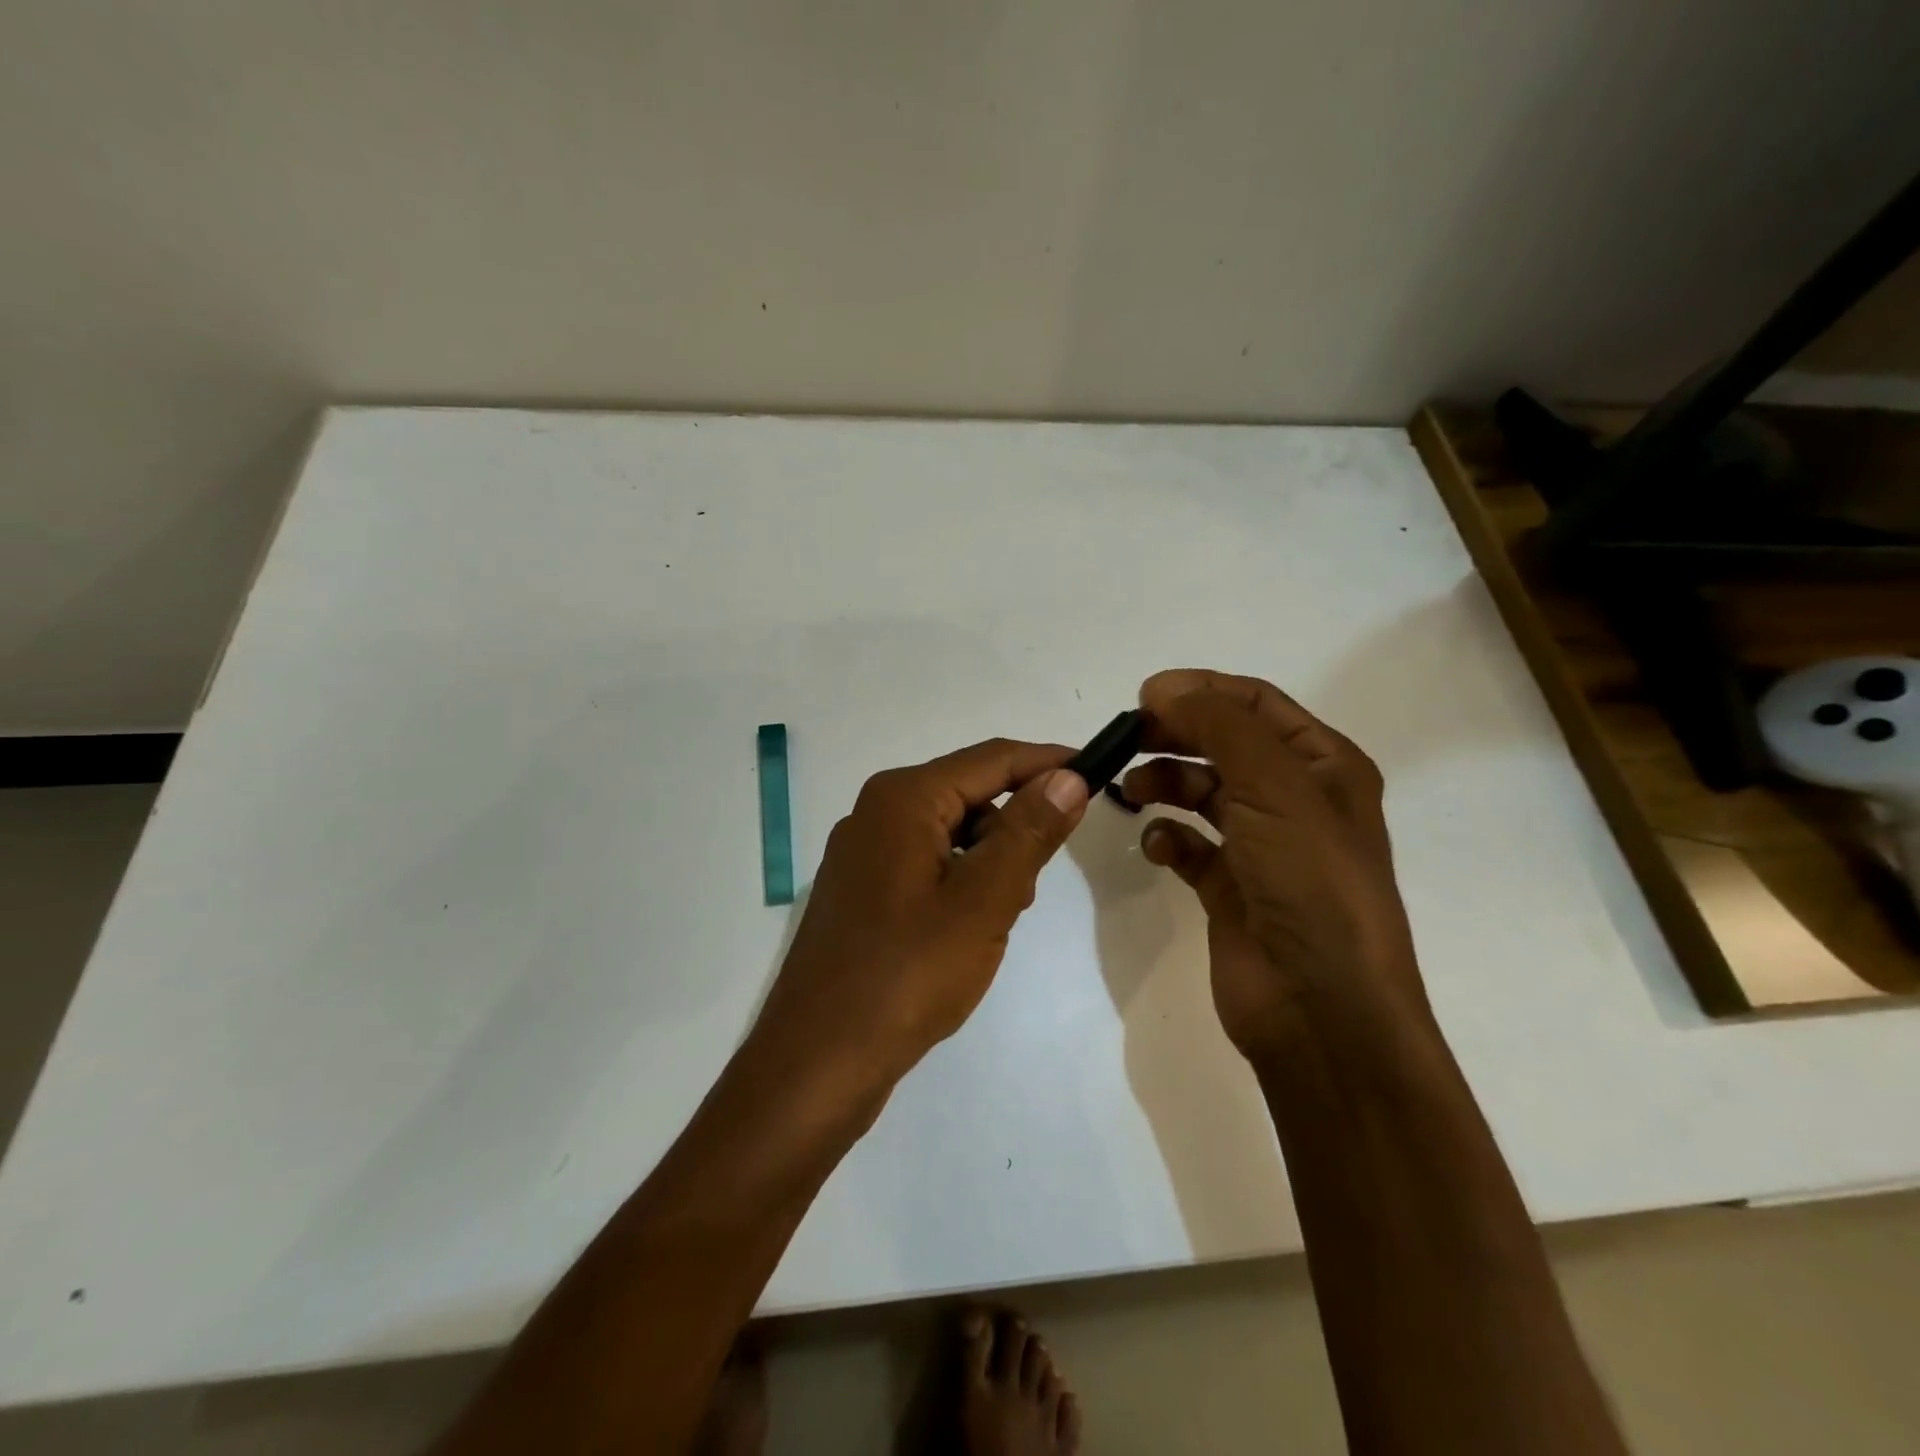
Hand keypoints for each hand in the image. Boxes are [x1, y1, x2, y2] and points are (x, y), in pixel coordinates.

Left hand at [752, 739, 1090, 1093]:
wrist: (817, 1061)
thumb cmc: (907, 974)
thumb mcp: (983, 900)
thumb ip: (1029, 832)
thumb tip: (1067, 776)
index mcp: (902, 799)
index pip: (992, 759)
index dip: (1048, 763)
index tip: (1098, 775)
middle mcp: (877, 812)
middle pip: (970, 794)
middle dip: (1015, 828)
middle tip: (1033, 885)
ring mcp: (864, 854)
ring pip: (951, 834)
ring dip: (989, 864)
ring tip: (997, 921)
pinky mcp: (862, 891)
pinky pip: (928, 865)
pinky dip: (961, 884)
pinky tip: (968, 932)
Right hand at [1120, 669, 1430, 1061]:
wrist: (1322, 1007)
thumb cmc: (1309, 882)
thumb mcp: (1273, 786)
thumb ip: (1218, 726)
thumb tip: (1162, 688)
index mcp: (1323, 766)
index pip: (1256, 704)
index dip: (1201, 691)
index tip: (1144, 696)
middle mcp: (1294, 800)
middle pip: (1223, 744)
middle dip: (1175, 735)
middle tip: (1125, 739)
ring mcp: (1261, 846)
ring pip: (1202, 792)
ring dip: (1164, 783)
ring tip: (1130, 792)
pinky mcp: (1230, 889)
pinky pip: (1189, 846)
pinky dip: (1167, 838)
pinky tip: (1156, 845)